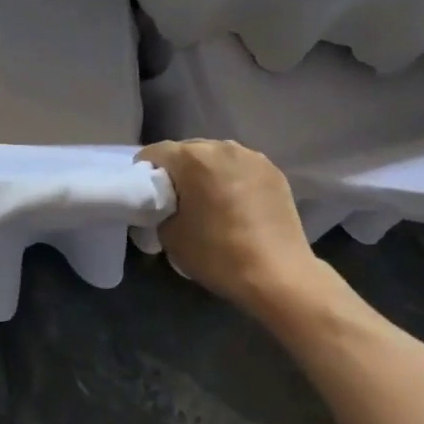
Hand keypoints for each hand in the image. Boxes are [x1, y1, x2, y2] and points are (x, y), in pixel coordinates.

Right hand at [137, 140, 333, 318]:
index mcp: (192, 158)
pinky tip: (235, 204)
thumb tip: (166, 204)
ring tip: (209, 201)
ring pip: (216, 156)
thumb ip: (160, 209)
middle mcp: (222, 147)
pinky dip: (232, 178)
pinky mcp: (273, 171)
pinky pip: (241, 167)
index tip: (148, 195)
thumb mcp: (170, 236)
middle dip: (178, 170)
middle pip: (187, 150)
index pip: (155, 153)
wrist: (279, 276)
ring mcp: (252, 156)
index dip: (145, 172)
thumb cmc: (218, 254)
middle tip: (178, 199)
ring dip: (207, 172)